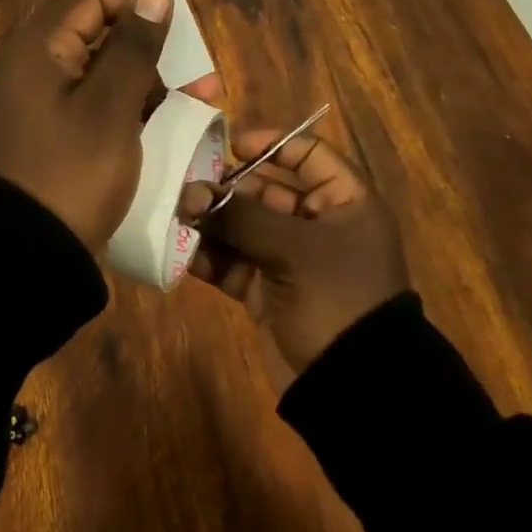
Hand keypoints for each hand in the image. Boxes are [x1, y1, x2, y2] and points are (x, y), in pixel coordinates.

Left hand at [0, 0, 173, 251]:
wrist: (26, 253)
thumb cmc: (73, 171)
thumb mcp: (111, 106)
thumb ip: (134, 46)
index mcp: (36, 47)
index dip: (137, 8)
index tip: (176, 38)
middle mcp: (29, 64)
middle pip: (96, 33)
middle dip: (149, 51)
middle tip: (195, 79)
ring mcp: (35, 100)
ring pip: (97, 71)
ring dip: (143, 81)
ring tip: (191, 105)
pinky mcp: (45, 130)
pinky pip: (88, 101)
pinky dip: (122, 106)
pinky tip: (158, 124)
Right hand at [180, 128, 406, 374]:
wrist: (353, 386)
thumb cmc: (336, 298)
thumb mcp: (292, 250)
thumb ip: (240, 217)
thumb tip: (191, 192)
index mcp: (346, 204)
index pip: (310, 156)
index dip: (273, 145)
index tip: (231, 146)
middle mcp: (320, 226)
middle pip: (269, 191)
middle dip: (229, 189)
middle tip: (188, 185)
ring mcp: (292, 261)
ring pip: (246, 228)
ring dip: (214, 221)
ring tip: (178, 214)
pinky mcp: (269, 292)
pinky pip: (235, 264)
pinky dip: (210, 257)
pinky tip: (180, 250)